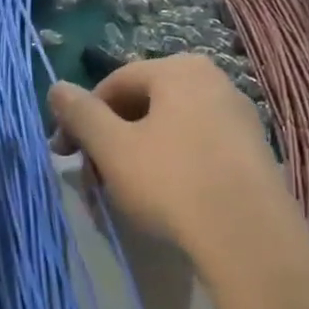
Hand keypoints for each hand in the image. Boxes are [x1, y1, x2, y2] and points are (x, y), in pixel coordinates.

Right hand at [49, 55, 299, 259]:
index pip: (113, 84)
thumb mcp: (112, 148)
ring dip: (135, 155)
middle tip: (93, 179)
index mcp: (179, 70)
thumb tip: (56, 88)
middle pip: (142, 104)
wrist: (249, 239)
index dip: (80, 118)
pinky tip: (163, 198)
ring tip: (123, 193)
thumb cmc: (171, 182)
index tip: (65, 155)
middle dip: (109, 139)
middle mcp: (213, 81)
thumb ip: (81, 114)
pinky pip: (196, 147)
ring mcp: (238, 116)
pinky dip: (169, 165)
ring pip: (168, 128)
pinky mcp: (252, 152)